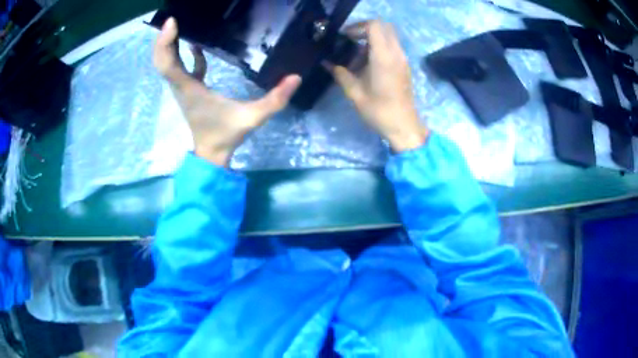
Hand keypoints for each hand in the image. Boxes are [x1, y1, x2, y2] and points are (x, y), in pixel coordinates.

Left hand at [153, 18, 301, 165]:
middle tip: (171, 17)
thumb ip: (275, 100)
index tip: (172, 22)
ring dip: (167, 45)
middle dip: (162, 39)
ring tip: (175, 24)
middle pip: (161, 61)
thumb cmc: (227, 134)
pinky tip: (193, 44)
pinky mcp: (188, 89)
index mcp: (190, 90)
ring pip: (166, 64)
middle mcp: (180, 87)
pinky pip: (180, 68)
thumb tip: (296, 77)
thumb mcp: (253, 117)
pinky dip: (181, 55)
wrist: (212, 153)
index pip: (169, 65)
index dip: (166, 43)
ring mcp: (183, 88)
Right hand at [329, 20, 428, 152]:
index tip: (345, 37)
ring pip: (389, 36)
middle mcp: (396, 53)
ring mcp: (403, 59)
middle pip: (384, 27)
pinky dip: (380, 47)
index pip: (374, 26)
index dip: (358, 26)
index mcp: (384, 57)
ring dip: (373, 39)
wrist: (404, 126)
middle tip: (350, 40)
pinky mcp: (404, 66)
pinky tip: (367, 63)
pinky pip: (392, 47)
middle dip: (365, 29)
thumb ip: (340, 74)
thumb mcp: (354, 93)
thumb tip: (326, 62)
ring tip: (356, 54)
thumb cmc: (379, 111)